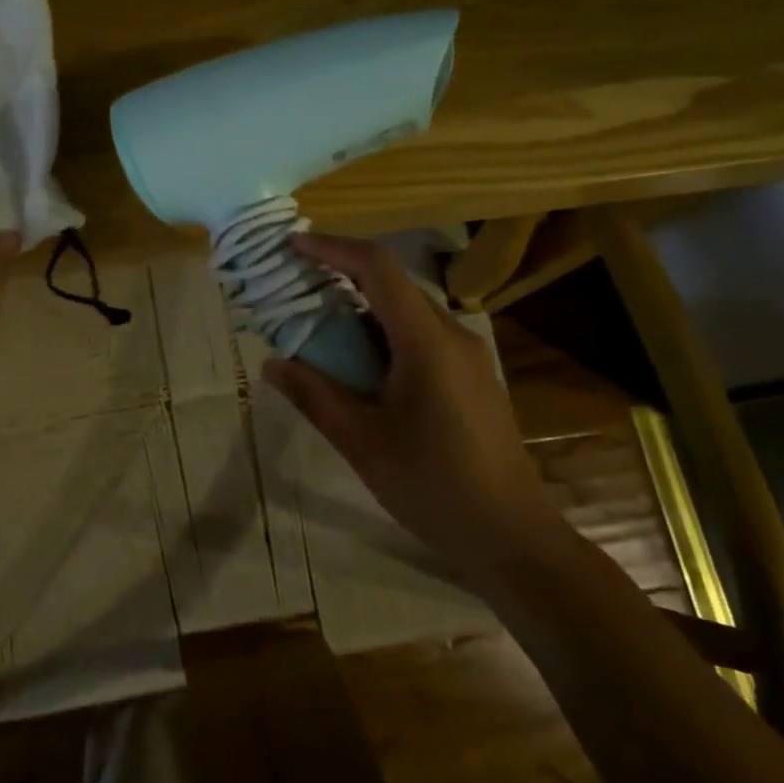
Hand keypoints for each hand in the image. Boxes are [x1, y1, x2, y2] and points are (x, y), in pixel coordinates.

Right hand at [262, 233, 563, 571]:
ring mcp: (467, 354)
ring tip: (318, 322)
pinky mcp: (471, 375)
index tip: (293, 246)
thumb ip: (314, 395)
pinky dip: (382, 330)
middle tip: (295, 285)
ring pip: (406, 308)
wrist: (512, 536)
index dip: (333, 249)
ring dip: (361, 305)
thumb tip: (271, 363)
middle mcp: (452, 335)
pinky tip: (359, 360)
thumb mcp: (362, 442)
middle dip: (341, 274)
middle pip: (392, 283)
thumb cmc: (433, 486)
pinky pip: (420, 333)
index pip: (378, 268)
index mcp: (426, 342)